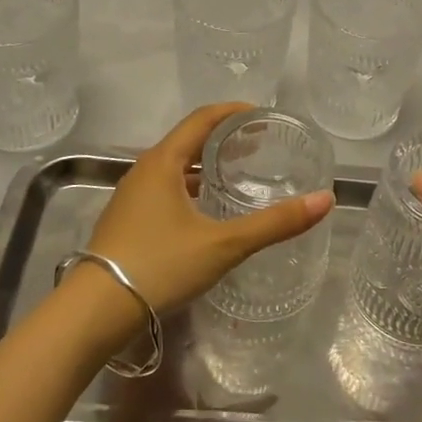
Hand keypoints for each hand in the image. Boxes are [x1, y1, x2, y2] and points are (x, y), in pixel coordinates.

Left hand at [77, 104, 333, 325]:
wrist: (95, 310)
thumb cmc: (160, 265)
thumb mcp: (224, 244)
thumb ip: (274, 224)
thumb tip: (325, 200)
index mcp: (163, 162)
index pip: (202, 119)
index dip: (233, 111)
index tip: (262, 114)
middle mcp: (144, 170)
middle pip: (187, 140)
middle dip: (222, 137)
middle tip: (257, 144)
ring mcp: (131, 196)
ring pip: (174, 166)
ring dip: (204, 163)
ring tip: (235, 172)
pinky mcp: (127, 220)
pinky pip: (164, 188)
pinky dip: (189, 186)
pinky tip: (205, 210)